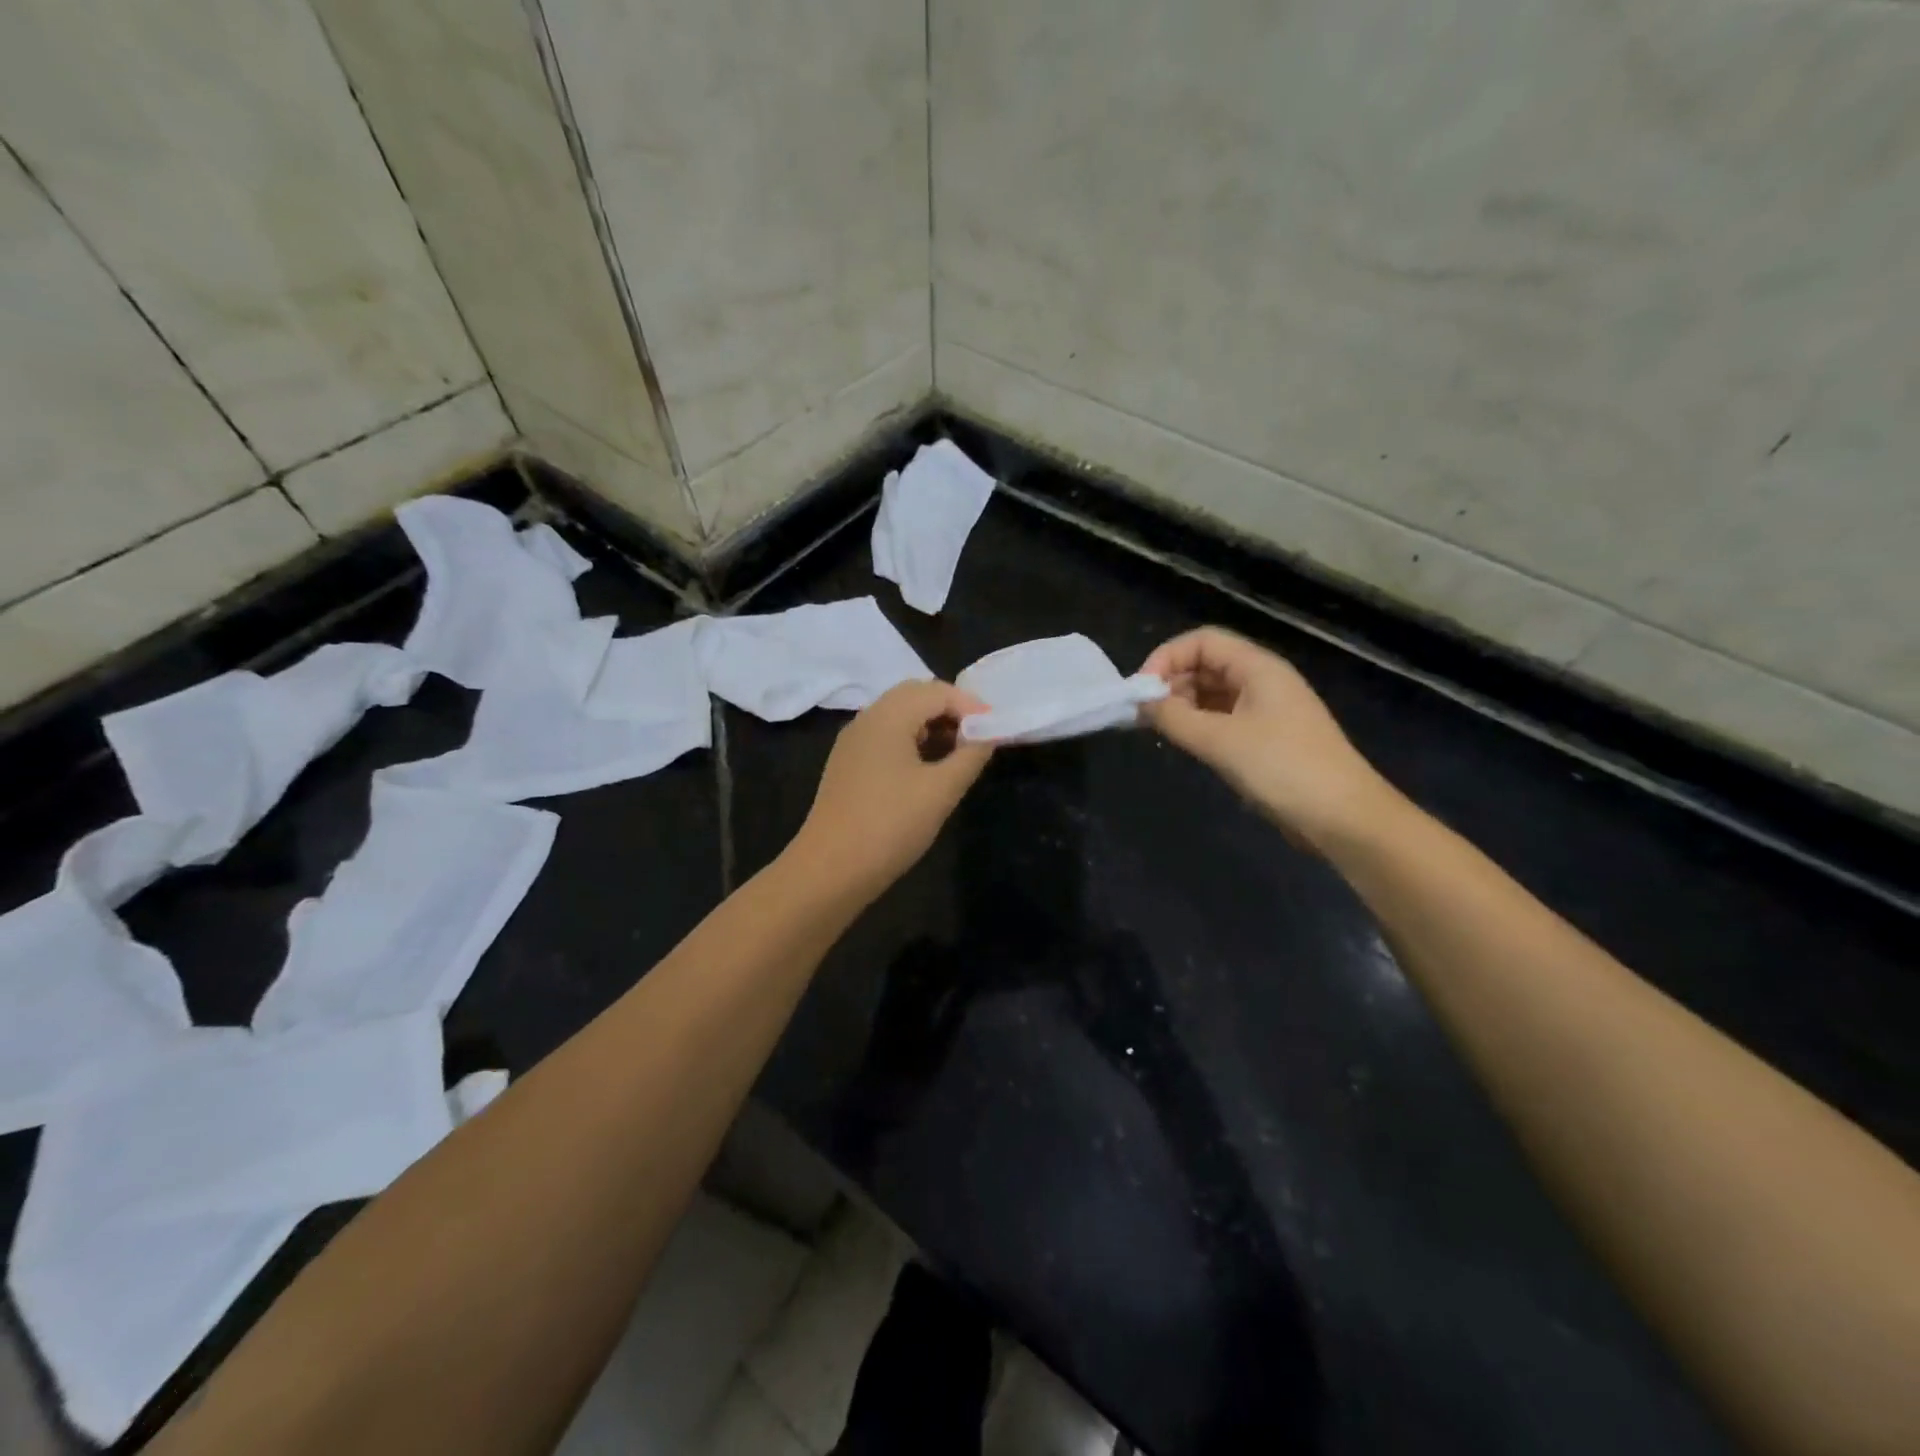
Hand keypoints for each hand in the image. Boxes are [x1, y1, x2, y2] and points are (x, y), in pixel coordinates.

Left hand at [790, 680, 994, 896]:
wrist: (830, 870)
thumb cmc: (890, 825)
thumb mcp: (941, 791)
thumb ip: (971, 755)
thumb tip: (988, 733)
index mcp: (888, 716)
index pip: (937, 691)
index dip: (971, 705)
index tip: (995, 730)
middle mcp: (867, 719)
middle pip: (915, 695)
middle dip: (950, 709)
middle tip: (977, 737)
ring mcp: (853, 742)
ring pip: (899, 715)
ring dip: (932, 725)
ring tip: (958, 755)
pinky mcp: (848, 764)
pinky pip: (885, 736)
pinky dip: (912, 741)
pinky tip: (927, 770)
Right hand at [1140, 627, 1398, 849]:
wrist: (1344, 818)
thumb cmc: (1283, 769)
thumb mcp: (1221, 741)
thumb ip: (1174, 718)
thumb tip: (1142, 703)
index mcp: (1258, 668)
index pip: (1202, 641)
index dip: (1167, 658)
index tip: (1141, 691)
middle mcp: (1262, 681)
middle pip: (1206, 664)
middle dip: (1171, 682)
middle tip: (1143, 715)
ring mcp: (1266, 710)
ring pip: (1212, 693)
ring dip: (1182, 705)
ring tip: (1158, 730)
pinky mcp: (1266, 739)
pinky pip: (1223, 718)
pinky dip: (1198, 724)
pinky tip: (1184, 743)